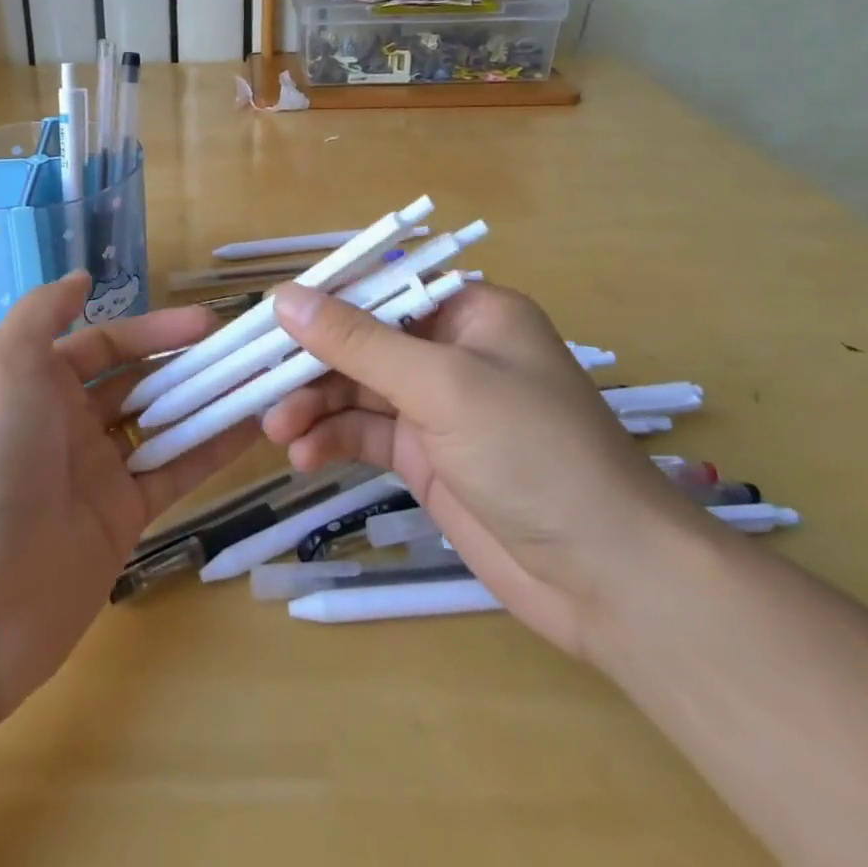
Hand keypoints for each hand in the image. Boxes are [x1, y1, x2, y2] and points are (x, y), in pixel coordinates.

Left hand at [0, 275, 256, 726]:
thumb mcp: (5, 364)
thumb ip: (44, 313)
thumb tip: (80, 278)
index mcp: (36, 385)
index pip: (104, 344)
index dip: (153, 329)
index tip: (207, 322)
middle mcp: (67, 424)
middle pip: (138, 382)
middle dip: (186, 363)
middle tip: (243, 351)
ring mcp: (97, 474)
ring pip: (162, 425)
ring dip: (207, 401)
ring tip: (260, 380)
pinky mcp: (123, 520)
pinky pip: (175, 473)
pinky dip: (213, 450)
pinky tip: (254, 428)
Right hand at [261, 281, 690, 655]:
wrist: (607, 578)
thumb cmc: (532, 452)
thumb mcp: (441, 385)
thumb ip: (358, 341)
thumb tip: (284, 298)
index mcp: (470, 312)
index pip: (382, 288)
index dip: (325, 299)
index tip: (269, 317)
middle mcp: (451, 351)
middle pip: (362, 341)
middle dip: (312, 363)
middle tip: (261, 384)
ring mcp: (437, 407)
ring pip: (357, 390)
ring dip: (315, 405)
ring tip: (278, 430)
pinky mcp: (426, 458)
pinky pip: (366, 434)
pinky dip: (334, 441)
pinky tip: (306, 458)